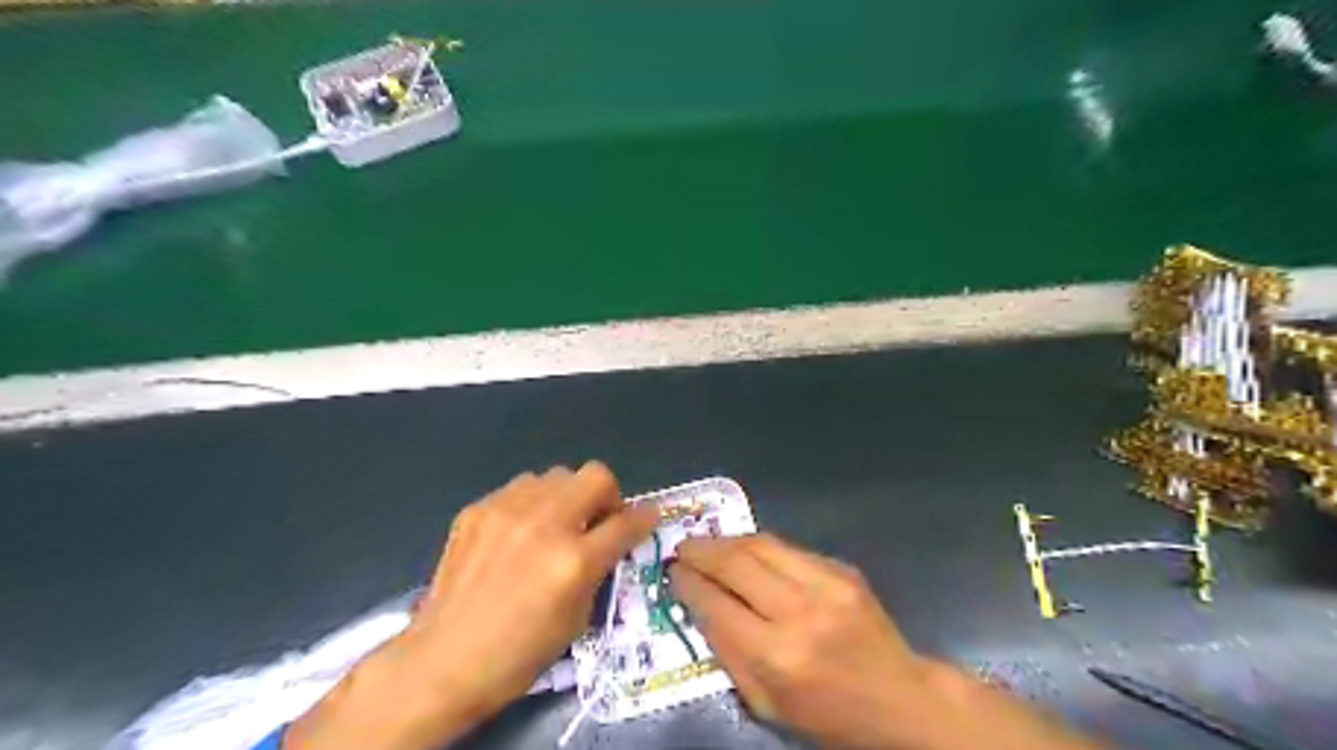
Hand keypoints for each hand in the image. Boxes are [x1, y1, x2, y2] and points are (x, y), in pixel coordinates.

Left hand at [288, 463, 657, 749]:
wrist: (443, 660)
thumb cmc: (519, 653)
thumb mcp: (577, 619)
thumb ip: (598, 569)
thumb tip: (611, 539)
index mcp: (573, 560)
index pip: (626, 522)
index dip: (645, 518)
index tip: (647, 517)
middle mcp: (544, 524)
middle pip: (596, 475)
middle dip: (607, 496)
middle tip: (596, 521)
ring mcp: (507, 511)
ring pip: (556, 475)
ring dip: (566, 497)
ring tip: (552, 526)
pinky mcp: (478, 509)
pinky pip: (520, 488)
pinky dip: (531, 504)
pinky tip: (518, 533)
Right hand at [676, 534, 1102, 749]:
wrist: (900, 698)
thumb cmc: (826, 713)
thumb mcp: (765, 703)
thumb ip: (728, 652)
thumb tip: (698, 603)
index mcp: (776, 656)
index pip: (716, 604)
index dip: (688, 583)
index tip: (672, 572)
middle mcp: (799, 612)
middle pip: (736, 563)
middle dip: (702, 550)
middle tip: (682, 547)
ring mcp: (826, 585)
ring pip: (762, 544)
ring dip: (727, 540)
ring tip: (708, 543)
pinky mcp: (843, 570)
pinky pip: (789, 548)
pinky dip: (760, 546)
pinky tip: (747, 551)